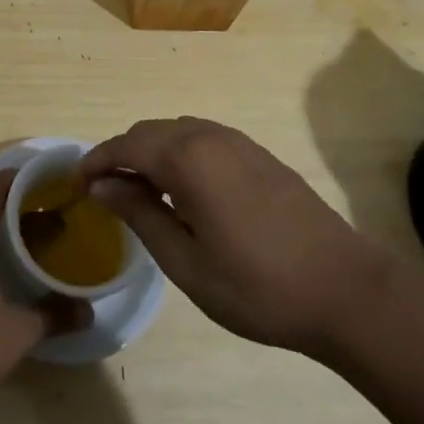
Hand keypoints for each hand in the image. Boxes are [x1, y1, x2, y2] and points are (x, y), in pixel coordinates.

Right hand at [78, 117, 391, 359]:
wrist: (347, 291)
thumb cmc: (258, 286)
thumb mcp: (186, 261)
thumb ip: (140, 214)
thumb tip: (102, 185)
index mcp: (188, 158)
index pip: (126, 145)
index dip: (96, 161)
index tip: (76, 186)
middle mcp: (211, 137)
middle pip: (150, 132)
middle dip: (121, 155)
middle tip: (104, 193)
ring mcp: (240, 143)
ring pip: (178, 132)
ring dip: (151, 153)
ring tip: (140, 192)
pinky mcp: (261, 156)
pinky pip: (205, 140)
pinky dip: (180, 154)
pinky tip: (184, 191)